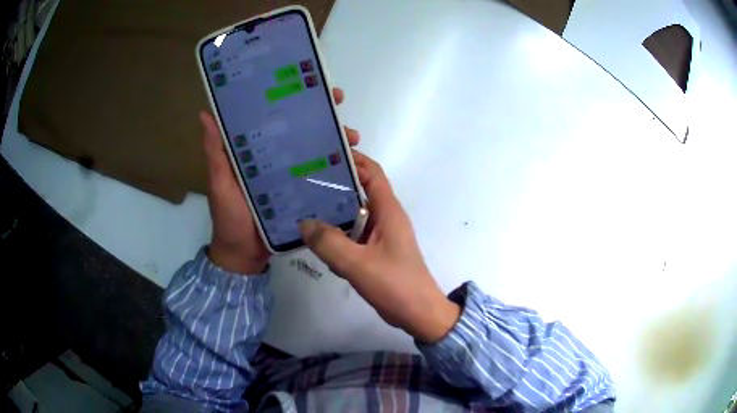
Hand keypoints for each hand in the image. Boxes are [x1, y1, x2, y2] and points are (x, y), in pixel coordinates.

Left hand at [200, 87, 359, 273]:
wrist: (245, 256)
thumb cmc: (229, 218)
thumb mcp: (220, 183)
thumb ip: (215, 152)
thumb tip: (205, 114)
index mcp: (255, 150)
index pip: (274, 116)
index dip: (291, 98)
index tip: (309, 83)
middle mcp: (275, 157)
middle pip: (300, 129)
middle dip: (321, 113)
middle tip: (339, 103)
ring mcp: (291, 175)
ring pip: (316, 149)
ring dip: (335, 139)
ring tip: (352, 138)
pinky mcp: (303, 193)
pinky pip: (321, 175)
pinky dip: (336, 168)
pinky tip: (351, 163)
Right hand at [299, 152, 460, 342]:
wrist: (418, 314)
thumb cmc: (395, 285)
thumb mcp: (358, 264)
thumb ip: (329, 243)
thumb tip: (304, 223)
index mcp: (388, 211)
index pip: (372, 173)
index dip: (353, 160)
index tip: (325, 155)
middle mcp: (385, 218)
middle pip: (360, 191)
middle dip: (335, 185)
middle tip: (304, 182)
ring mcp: (381, 236)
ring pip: (354, 215)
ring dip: (333, 212)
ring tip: (303, 207)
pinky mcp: (376, 252)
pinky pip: (353, 236)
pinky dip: (337, 234)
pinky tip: (317, 240)